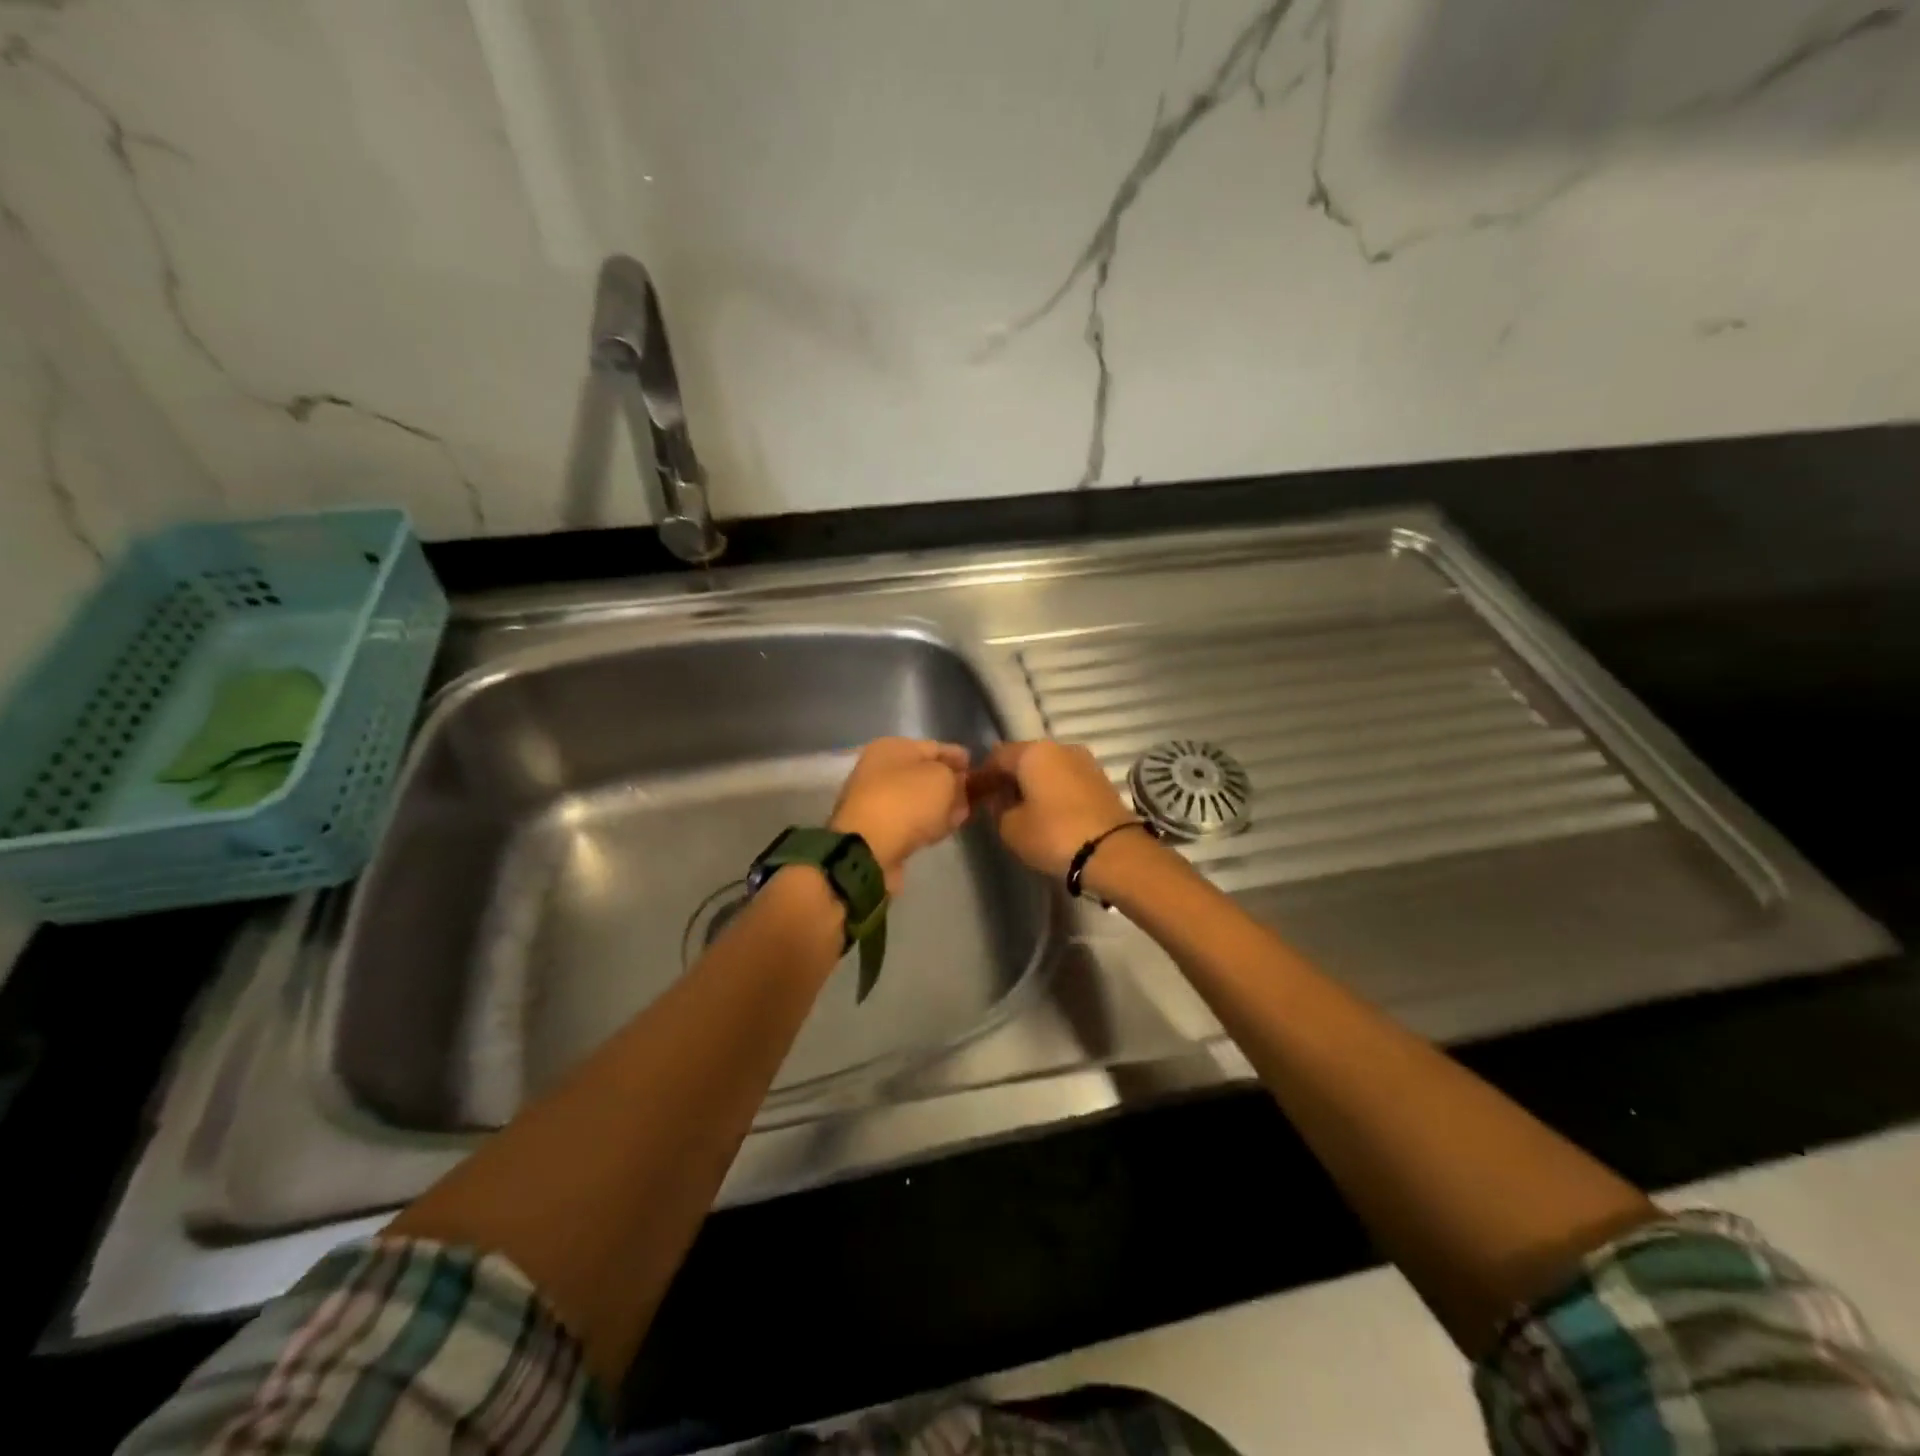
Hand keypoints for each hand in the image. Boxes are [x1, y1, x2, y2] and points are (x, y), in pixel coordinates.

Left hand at [829, 738, 971, 892]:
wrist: (868, 849)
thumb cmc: (907, 801)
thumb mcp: (942, 778)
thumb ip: (956, 778)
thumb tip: (958, 784)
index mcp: (891, 747)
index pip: (933, 747)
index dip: (958, 756)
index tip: (978, 767)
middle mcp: (879, 769)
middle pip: (923, 773)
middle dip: (949, 782)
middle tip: (974, 792)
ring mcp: (876, 800)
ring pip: (917, 798)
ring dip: (939, 804)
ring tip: (964, 812)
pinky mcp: (877, 829)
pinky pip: (910, 820)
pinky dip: (927, 822)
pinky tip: (944, 828)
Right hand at [970, 741, 1137, 879]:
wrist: (1113, 852)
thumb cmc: (1054, 835)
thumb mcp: (1010, 827)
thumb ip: (998, 808)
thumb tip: (1000, 798)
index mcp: (1033, 751)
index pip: (996, 756)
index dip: (982, 776)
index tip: (974, 796)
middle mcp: (1060, 747)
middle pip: (1024, 758)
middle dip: (1009, 778)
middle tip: (997, 803)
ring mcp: (1085, 761)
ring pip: (1048, 768)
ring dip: (1033, 784)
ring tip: (1023, 810)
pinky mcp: (1101, 780)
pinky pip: (1066, 779)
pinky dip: (1053, 791)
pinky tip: (1048, 812)